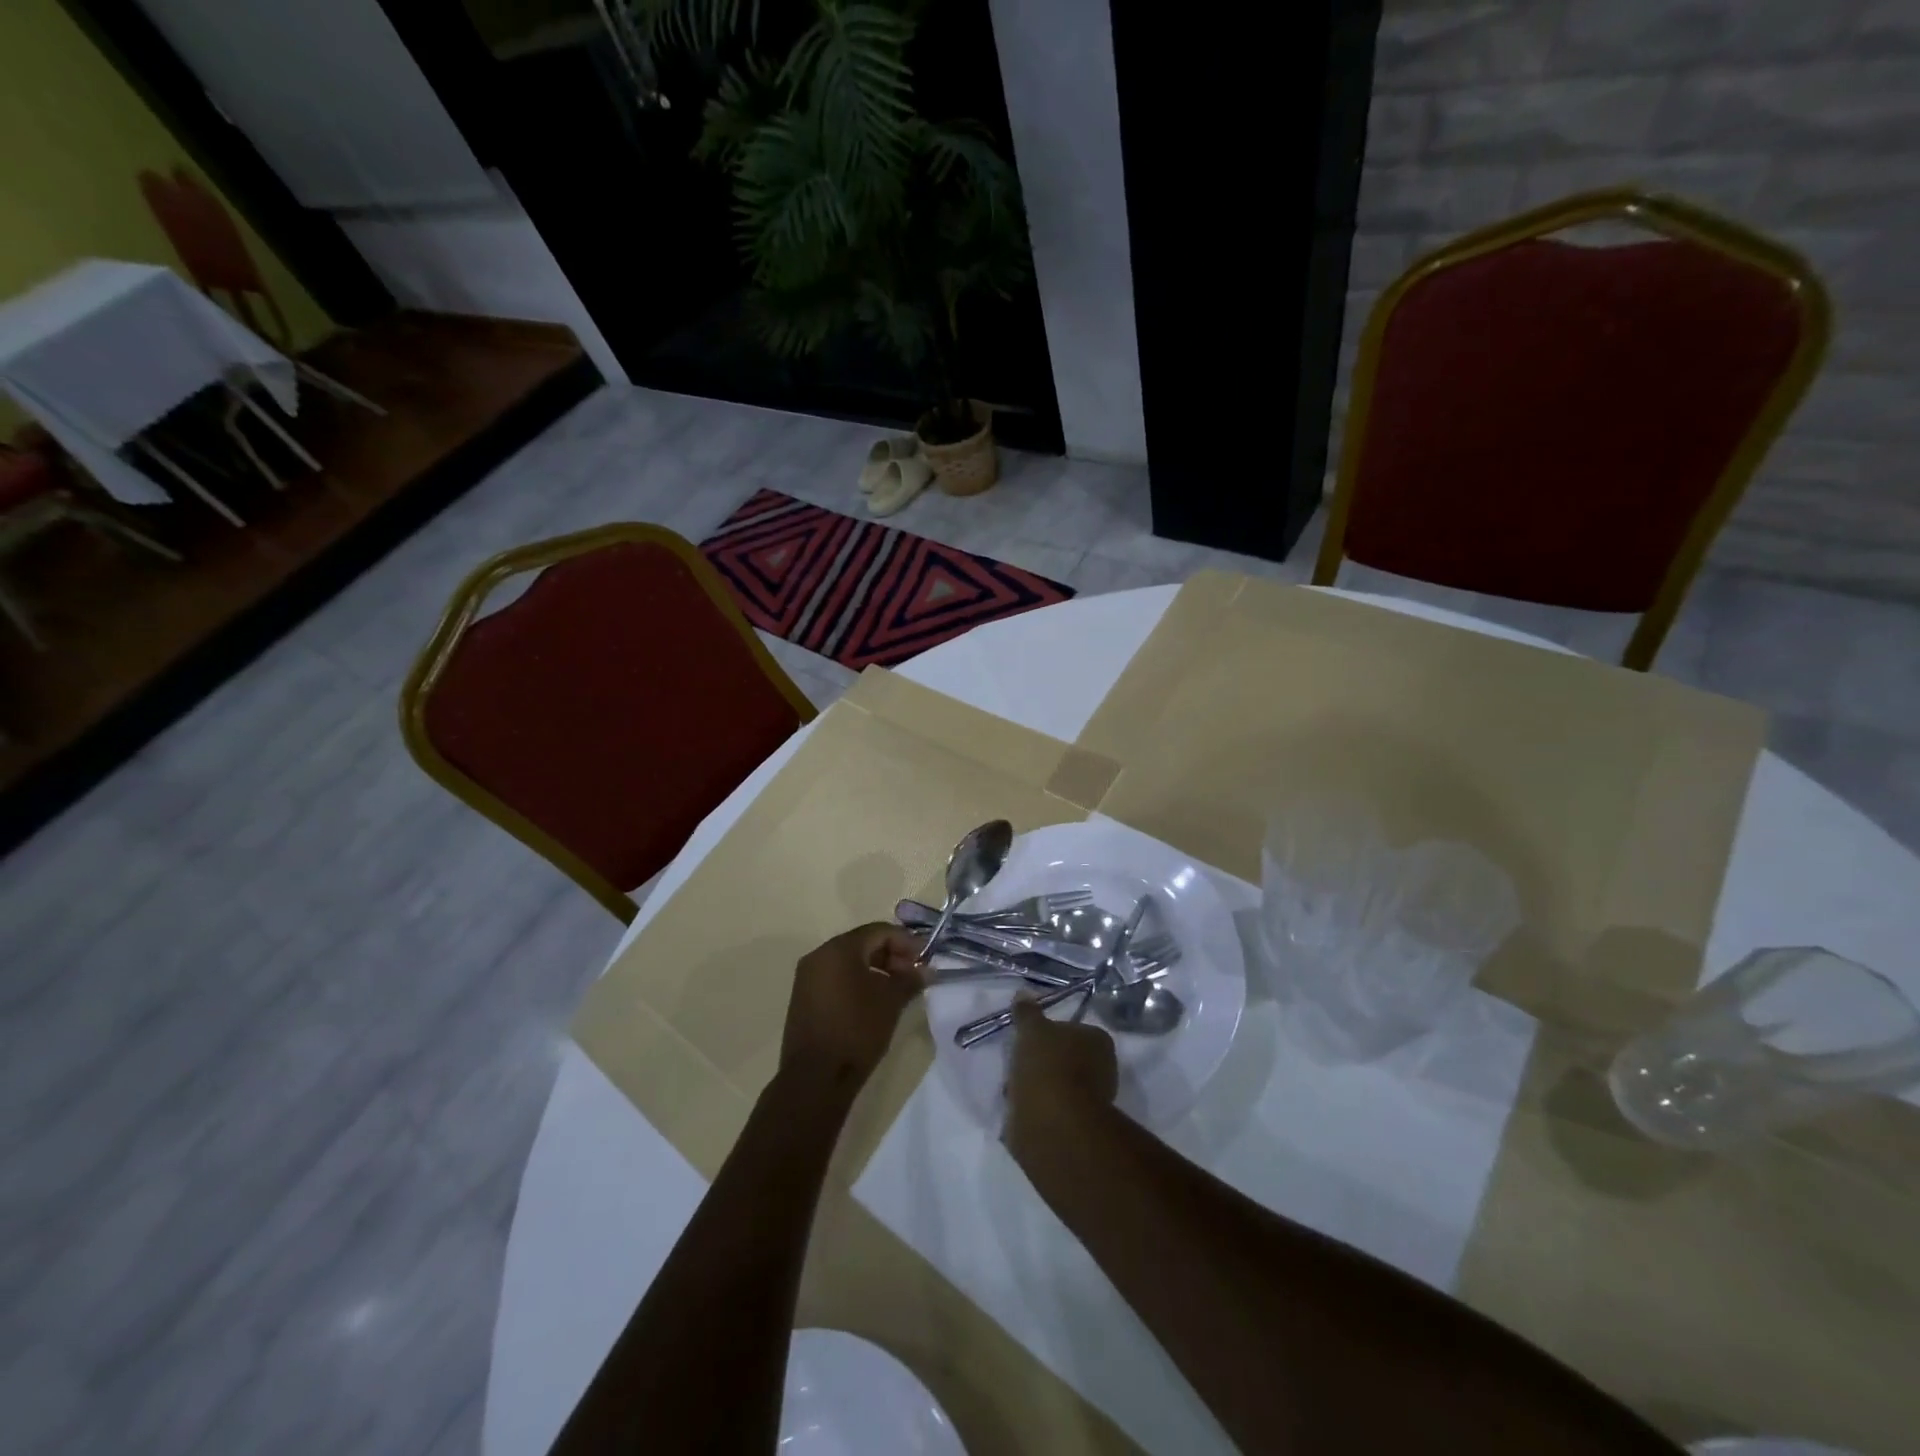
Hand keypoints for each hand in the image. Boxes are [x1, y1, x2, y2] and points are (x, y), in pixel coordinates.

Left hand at [779, 923, 925, 1092]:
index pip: (879, 931)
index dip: (906, 942)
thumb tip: (926, 970)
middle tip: (914, 975)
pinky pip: (836, 978)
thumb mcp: (890, 1002)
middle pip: (863, 944)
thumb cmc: (856, 1031)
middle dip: (892, 955)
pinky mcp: (804, 998)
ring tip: (898, 989)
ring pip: (849, 962)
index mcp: (839, 949)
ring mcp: (808, 977)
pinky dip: (858, 982)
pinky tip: (875, 1001)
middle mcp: (819, 956)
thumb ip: (910, 979)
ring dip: (877, 969)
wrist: (815, 1078)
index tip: (926, 958)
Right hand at [1003, 998, 1117, 1163]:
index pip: (1073, 1029)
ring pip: (1058, 1084)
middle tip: (1019, 1065)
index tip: (1028, 1041)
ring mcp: (1092, 1101)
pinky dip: (1037, 1109)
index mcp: (1099, 1041)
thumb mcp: (1032, 1030)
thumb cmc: (1048, 1067)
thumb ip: (1027, 1012)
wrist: (1054, 1126)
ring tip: (1014, 1090)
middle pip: (1065, 1058)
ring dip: (1037, 1086)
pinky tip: (1021, 1109)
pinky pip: (1052, 1109)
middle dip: (1042, 1062)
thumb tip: (1024, 993)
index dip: (1048, 1034)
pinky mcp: (1077, 1127)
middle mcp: (1103, 1069)